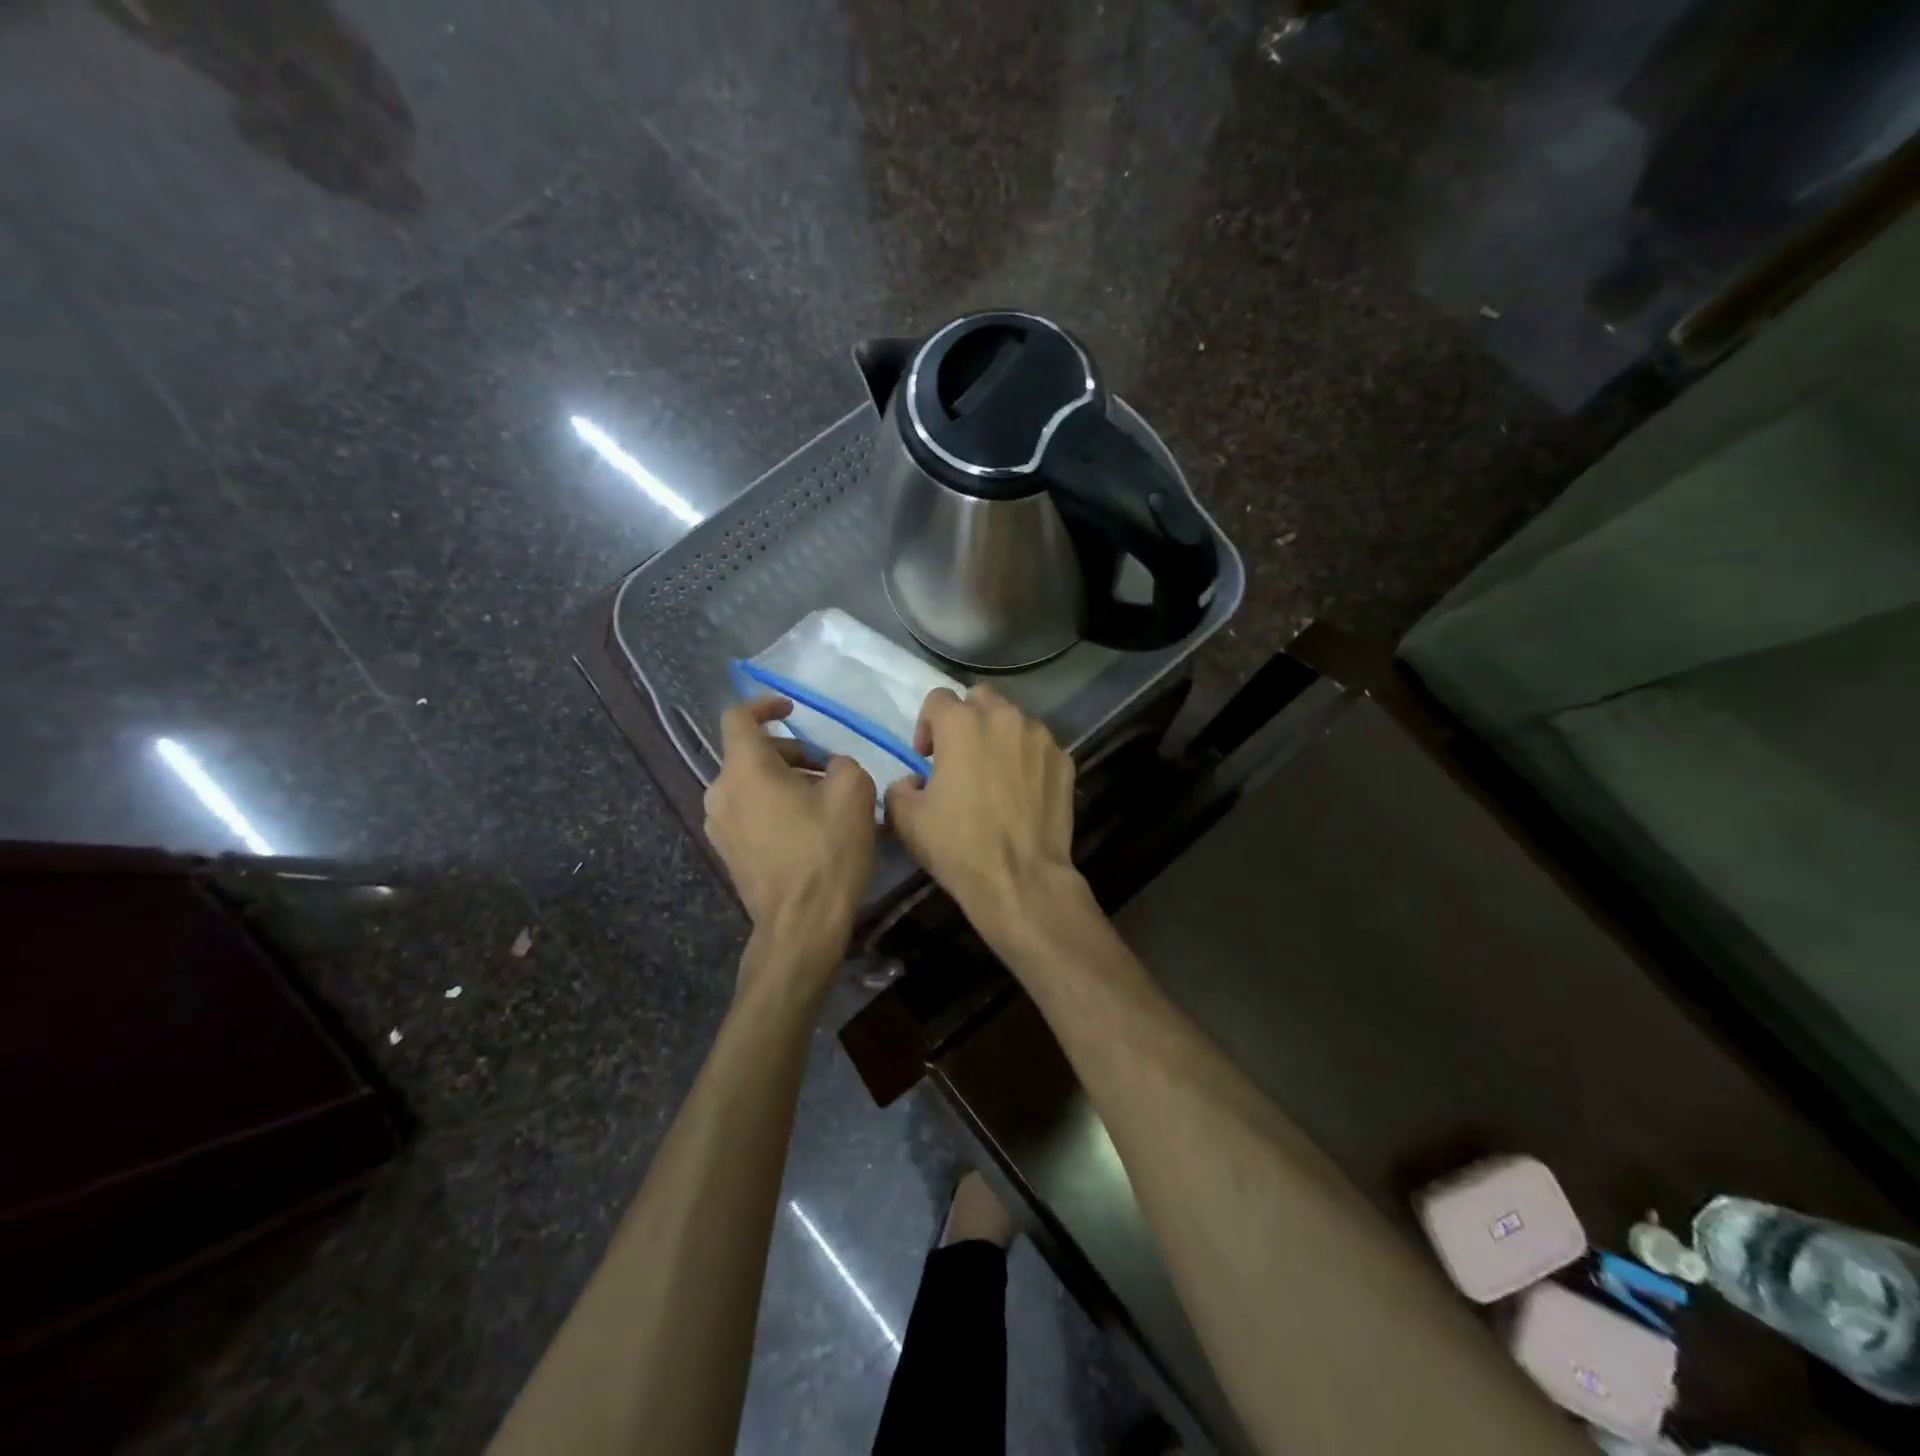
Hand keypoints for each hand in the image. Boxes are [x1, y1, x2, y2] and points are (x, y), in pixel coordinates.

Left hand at [704, 697, 875, 975]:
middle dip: (790, 751)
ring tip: (822, 799)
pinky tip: (806, 827)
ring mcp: (719, 826)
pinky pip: (748, 811)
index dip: (765, 705)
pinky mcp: (727, 852)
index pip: (739, 717)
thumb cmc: (826, 852)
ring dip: (783, 780)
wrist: (800, 925)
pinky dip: (773, 805)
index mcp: (745, 770)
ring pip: (749, 784)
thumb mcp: (854, 793)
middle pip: (750, 753)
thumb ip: (842, 763)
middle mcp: (720, 792)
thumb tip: (832, 767)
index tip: (792, 708)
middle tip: (828, 768)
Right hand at [884, 686, 1077, 930]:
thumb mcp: (907, 819)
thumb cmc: (958, 845)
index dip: (926, 725)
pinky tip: (1022, 791)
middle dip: (967, 719)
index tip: (926, 757)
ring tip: (995, 773)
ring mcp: (1040, 737)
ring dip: (999, 737)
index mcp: (961, 723)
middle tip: (961, 756)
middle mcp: (1004, 717)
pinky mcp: (1064, 760)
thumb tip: (914, 781)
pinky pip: (1039, 747)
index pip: (937, 699)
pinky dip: (1027, 758)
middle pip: (980, 698)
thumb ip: (900, 787)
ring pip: (1014, 720)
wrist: (1020, 878)